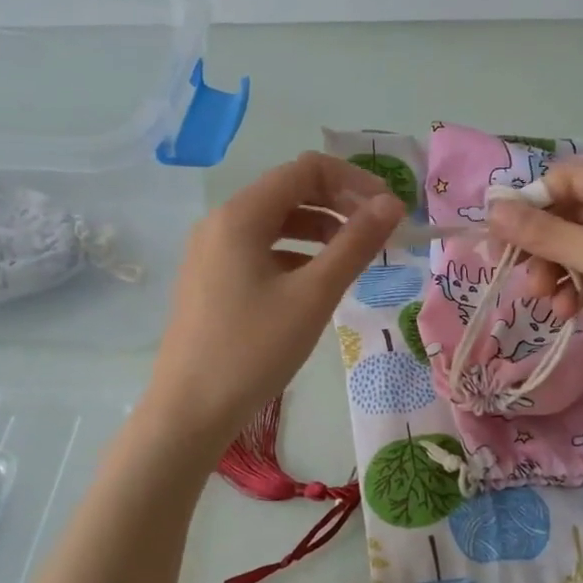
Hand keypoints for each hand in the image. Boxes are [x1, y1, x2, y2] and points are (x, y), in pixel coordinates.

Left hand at [150, 152, 403, 448]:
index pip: (306, 170)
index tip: (390, 212)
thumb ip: (355, 245)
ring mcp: (212, 252)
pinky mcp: (211, 280)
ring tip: (355, 259)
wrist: (190, 412)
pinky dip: (295, 255)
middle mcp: (221, 223)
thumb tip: (392, 205)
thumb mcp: (313, 296)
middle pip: (290, 191)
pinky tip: (316, 284)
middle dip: (339, 204)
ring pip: (276, 223)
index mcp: (240, 215)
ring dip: (320, 230)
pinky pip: (260, 251)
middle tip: (379, 234)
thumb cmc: (253, 351)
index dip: (355, 182)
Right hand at [485, 162, 582, 393]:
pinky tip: (567, 311)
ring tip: (546, 299)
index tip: (499, 239)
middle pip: (572, 215)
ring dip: (557, 272)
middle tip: (520, 275)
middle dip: (544, 246)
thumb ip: (546, 233)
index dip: (531, 205)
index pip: (569, 179)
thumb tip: (492, 208)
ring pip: (581, 249)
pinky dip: (578, 289)